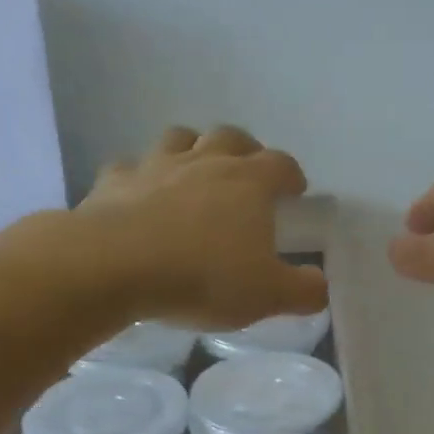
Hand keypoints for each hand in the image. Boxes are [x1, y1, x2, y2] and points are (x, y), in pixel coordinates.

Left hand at [74, 125, 326, 328]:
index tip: (295, 192)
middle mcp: (205, 162)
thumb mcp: (268, 296)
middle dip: (245, 150)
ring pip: (180, 138)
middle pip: (231, 137)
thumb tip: (319, 284)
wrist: (114, 266)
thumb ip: (303, 290)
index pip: (281, 164)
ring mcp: (156, 166)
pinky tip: (140, 196)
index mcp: (249, 183)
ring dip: (193, 150)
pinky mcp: (114, 181)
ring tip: (195, 173)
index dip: (292, 175)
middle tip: (247, 175)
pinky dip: (141, 176)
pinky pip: (131, 167)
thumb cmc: (203, 277)